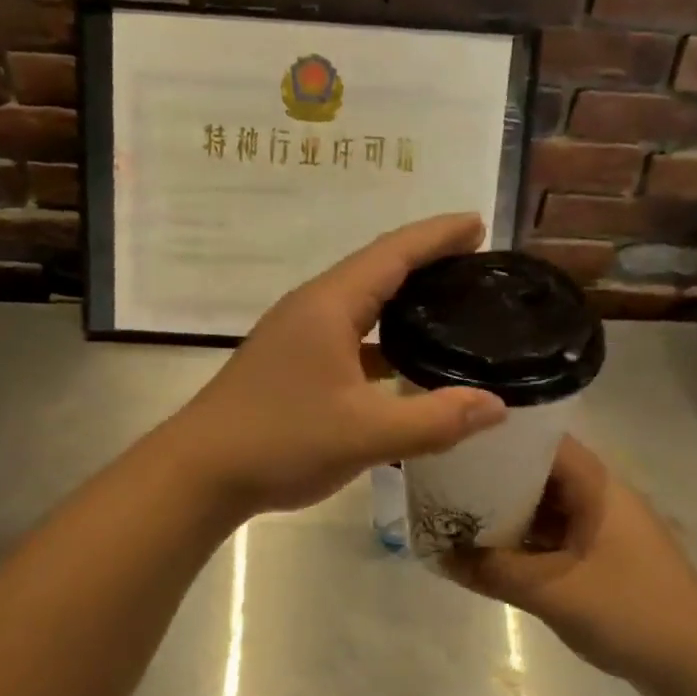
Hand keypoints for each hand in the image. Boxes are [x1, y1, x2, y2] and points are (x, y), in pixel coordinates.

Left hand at [166, 214, 507, 517]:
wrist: (200, 472)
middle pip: (376, 269)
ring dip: (402, 300)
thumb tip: (497, 404)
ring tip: (448, 305)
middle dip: (426, 259)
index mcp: (330, 306)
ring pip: (360, 304)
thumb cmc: (281, 441)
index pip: (393, 253)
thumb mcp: (366, 434)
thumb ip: (434, 419)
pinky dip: (381, 339)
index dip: (438, 235)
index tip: (479, 224)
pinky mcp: (290, 363)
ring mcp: (296, 336)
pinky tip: (403, 363)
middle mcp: (311, 309)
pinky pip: (347, 336)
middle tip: (474, 262)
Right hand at [442, 437, 696, 695]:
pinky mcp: (602, 560)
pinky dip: (524, 544)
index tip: (455, 444)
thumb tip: (440, 555)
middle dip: (494, 481)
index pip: (543, 443)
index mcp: (597, 488)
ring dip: (507, 516)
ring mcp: (602, 531)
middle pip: (539, 476)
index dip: (500, 439)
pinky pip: (554, 540)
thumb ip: (494, 571)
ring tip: (455, 517)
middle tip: (443, 484)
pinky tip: (488, 555)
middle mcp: (600, 499)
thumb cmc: (631, 612)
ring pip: (545, 511)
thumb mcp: (553, 591)